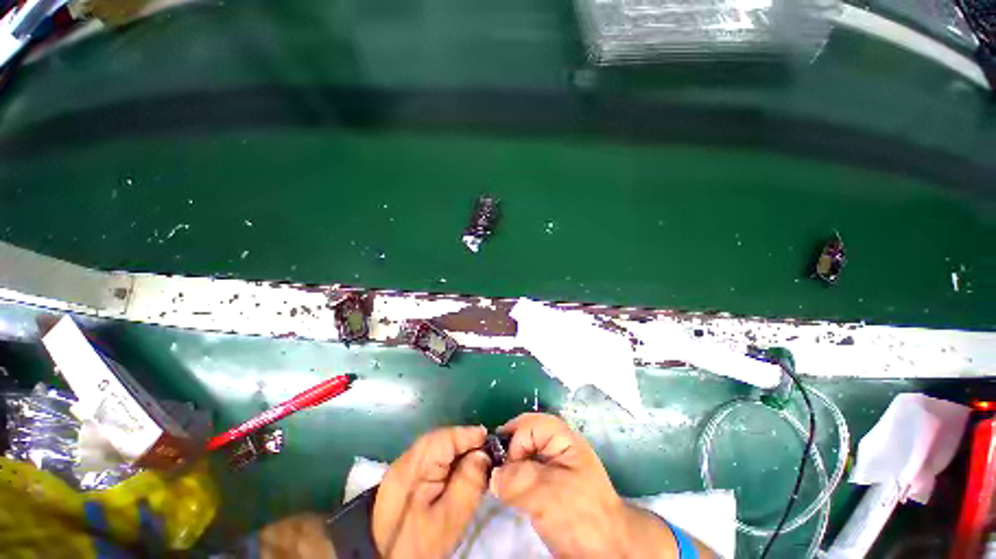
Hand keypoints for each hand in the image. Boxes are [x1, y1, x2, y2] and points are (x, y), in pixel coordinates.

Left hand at [372, 426, 490, 558]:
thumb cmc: (417, 543)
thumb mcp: (449, 519)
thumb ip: (468, 484)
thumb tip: (483, 455)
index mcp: (414, 465)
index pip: (446, 437)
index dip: (469, 435)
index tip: (490, 440)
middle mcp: (408, 458)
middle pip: (441, 439)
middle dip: (465, 443)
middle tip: (486, 453)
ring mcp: (404, 466)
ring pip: (437, 447)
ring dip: (458, 451)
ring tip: (476, 461)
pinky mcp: (406, 476)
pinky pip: (432, 458)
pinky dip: (448, 460)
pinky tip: (458, 472)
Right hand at [491, 413, 689, 557]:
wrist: (608, 552)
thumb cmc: (581, 517)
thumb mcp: (547, 494)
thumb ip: (517, 479)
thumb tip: (492, 475)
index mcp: (563, 439)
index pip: (529, 424)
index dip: (514, 440)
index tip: (503, 467)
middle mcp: (557, 447)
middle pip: (524, 437)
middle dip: (508, 453)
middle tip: (495, 475)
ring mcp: (554, 466)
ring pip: (523, 455)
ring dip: (510, 469)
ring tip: (501, 487)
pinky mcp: (549, 484)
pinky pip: (526, 472)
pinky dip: (515, 480)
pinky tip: (510, 495)